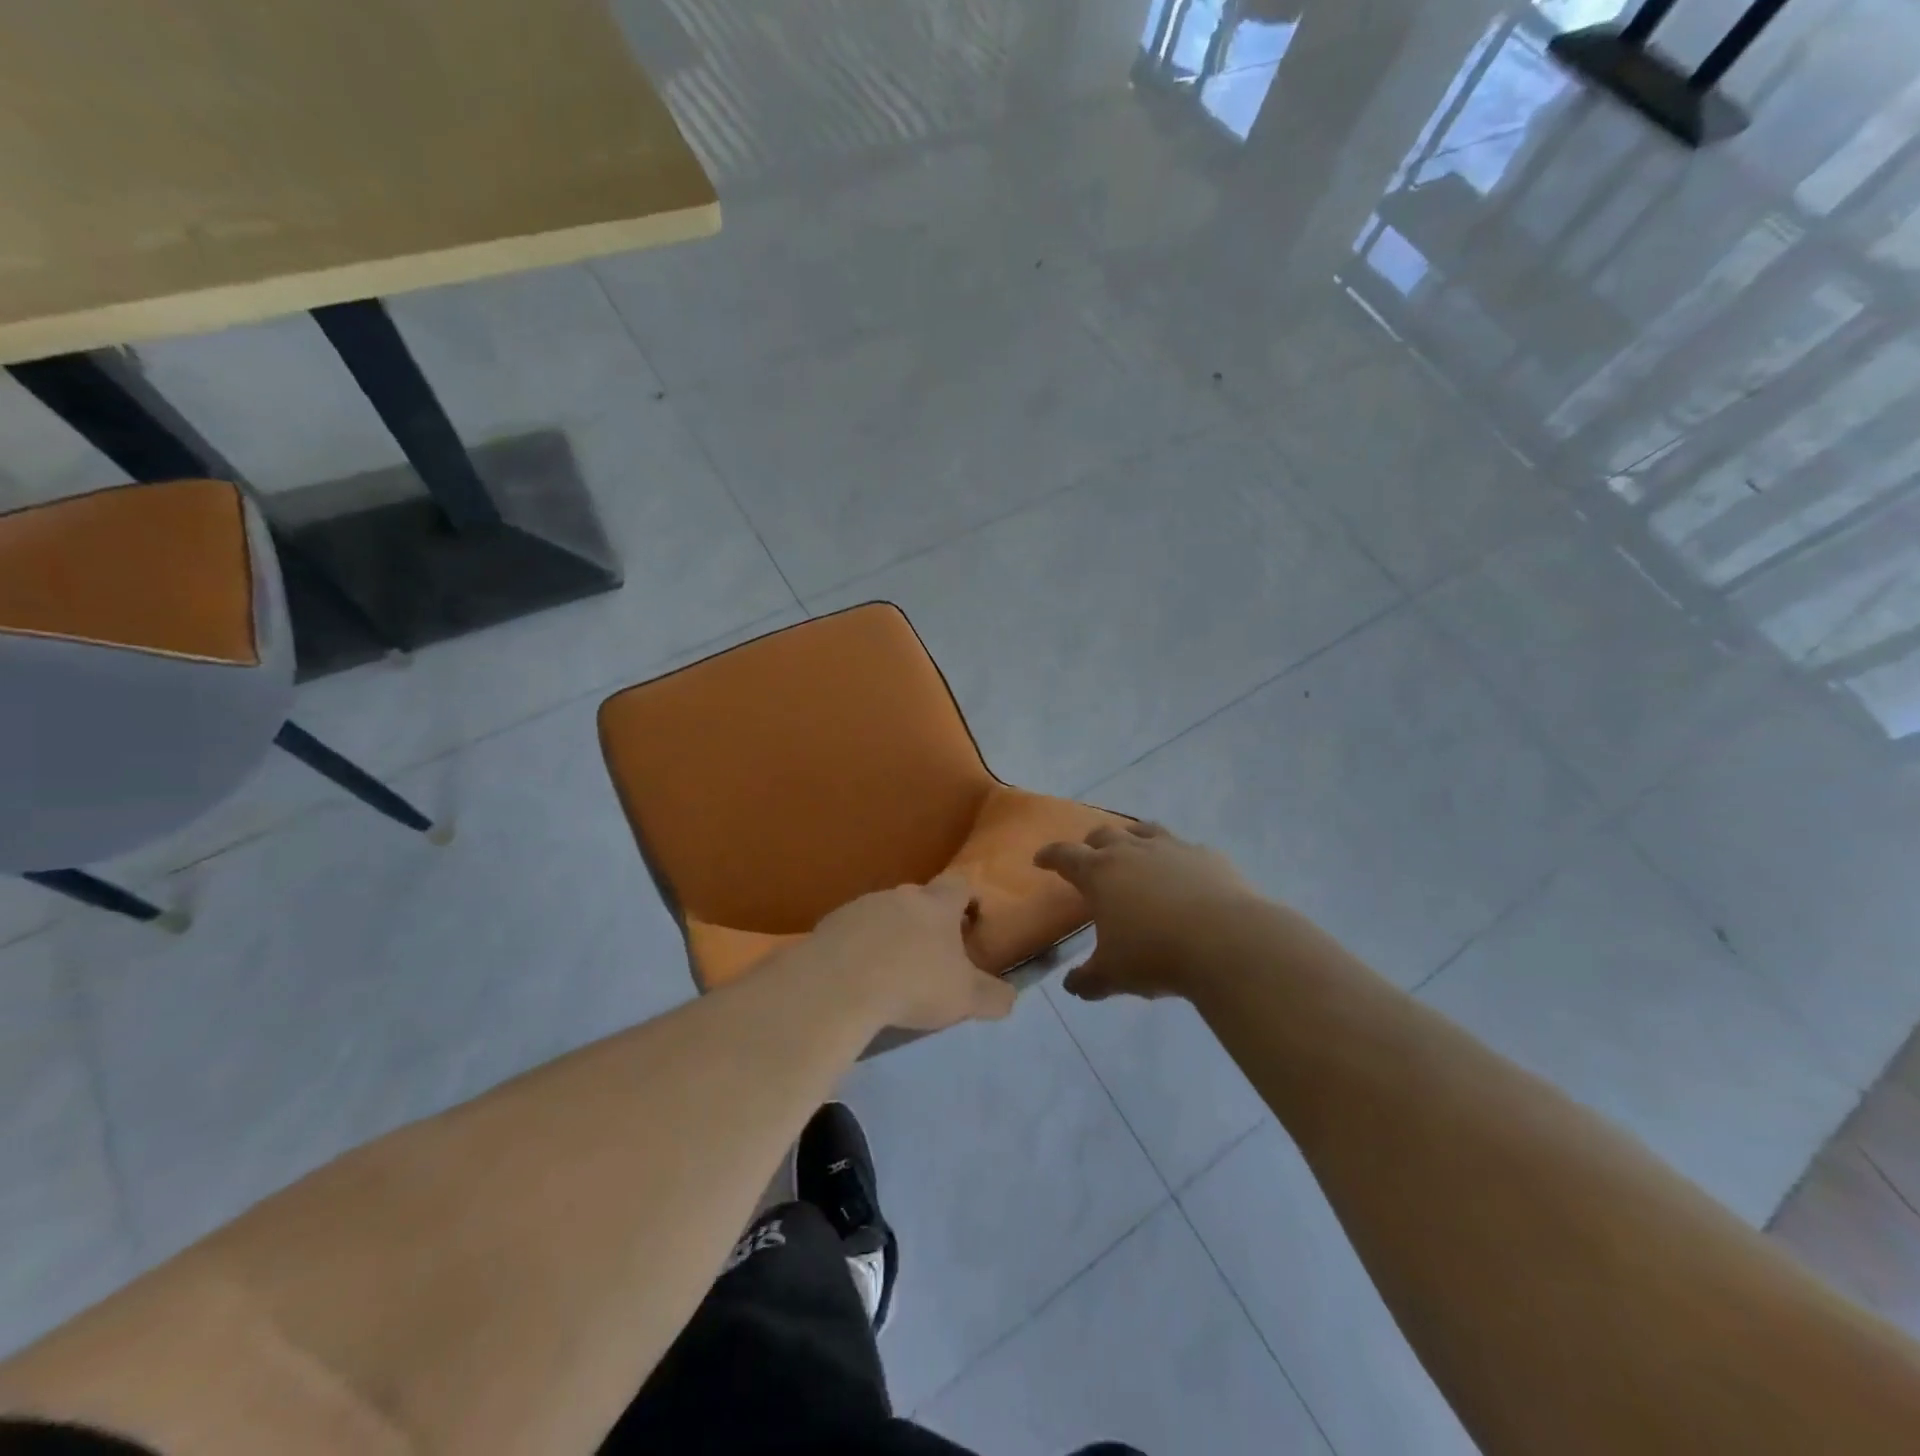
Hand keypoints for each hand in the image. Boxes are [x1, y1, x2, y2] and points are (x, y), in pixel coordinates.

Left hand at [801, 874, 1016, 1031]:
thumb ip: (993, 996)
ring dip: (890, 933)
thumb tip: (1010, 997)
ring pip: (884, 913)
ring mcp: (862, 906)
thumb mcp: (965, 998)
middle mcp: (901, 895)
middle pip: (919, 898)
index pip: (959, 884)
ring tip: (890, 969)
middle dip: (927, 920)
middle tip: (931, 953)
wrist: (840, 984)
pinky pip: (852, 931)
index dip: (967, 898)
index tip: (970, 919)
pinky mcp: (830, 924)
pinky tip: (857, 976)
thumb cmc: (914, 983)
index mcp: (937, 904)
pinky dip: (858, 947)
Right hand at [1035, 823, 1259, 1001]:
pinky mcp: (1207, 855)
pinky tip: (1182, 872)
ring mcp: (1172, 848)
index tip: (1041, 859)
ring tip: (1131, 848)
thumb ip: (1087, 980)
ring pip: (1143, 830)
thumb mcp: (1113, 975)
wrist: (1227, 942)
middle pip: (1103, 835)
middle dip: (1090, 844)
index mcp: (1100, 873)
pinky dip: (1175, 856)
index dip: (1050, 856)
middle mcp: (1132, 850)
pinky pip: (1184, 847)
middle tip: (1088, 856)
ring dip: (1131, 837)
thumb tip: (1072, 985)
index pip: (1065, 856)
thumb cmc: (1156, 955)